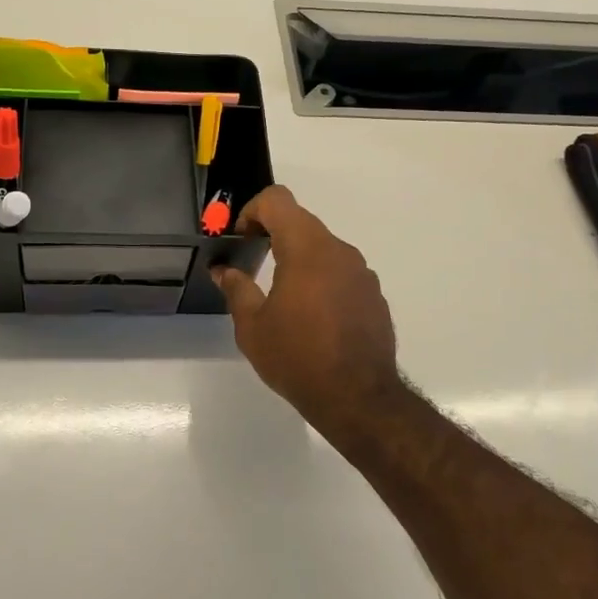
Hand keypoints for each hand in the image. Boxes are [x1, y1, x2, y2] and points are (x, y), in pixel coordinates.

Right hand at [212, 186, 407, 442]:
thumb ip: (237, 289)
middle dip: (273, 235)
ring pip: (323, 248)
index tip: (241, 238)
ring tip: (283, 297)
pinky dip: (322, 279)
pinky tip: (313, 317)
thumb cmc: (297, 357)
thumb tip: (224, 270)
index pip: (278, 200)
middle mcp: (339, 251)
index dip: (252, 210)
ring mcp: (362, 272)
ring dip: (299, 258)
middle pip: (301, 222)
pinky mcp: (374, 295)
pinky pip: (341, 272)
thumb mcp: (253, 326)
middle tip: (253, 265)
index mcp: (306, 249)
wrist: (359, 398)